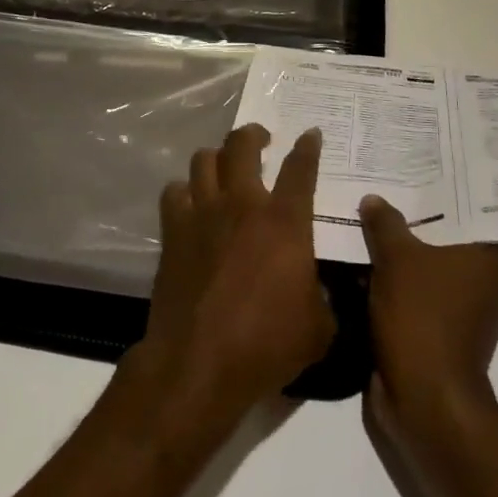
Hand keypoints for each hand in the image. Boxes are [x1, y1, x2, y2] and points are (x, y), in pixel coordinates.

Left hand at [126, 126, 334, 437]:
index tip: (310, 134)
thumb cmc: (266, 345)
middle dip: (253, 134)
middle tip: (261, 140)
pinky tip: (192, 204)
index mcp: (284, 222)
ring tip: (225, 168)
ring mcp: (202, 213)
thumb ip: (324, 300)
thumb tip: (320, 293)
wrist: (198, 362)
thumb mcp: (318, 330)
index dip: (307, 147)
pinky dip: (185, 191)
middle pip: (242, 145)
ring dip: (217, 158)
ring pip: (204, 160)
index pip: (300, 169)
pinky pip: (174, 192)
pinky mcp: (172, 231)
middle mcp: (242, 205)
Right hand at [359, 195, 497, 426]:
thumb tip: (373, 198)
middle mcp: (483, 282)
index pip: (468, 212)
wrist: (424, 399)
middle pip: (445, 239)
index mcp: (487, 259)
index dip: (441, 191)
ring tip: (370, 221)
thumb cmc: (420, 317)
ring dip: (402, 253)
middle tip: (385, 188)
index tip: (415, 170)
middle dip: (415, 220)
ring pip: (428, 268)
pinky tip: (367, 263)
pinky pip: (416, 294)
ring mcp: (463, 312)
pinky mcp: (440, 335)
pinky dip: (396, 282)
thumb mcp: (395, 259)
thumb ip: (385, 223)